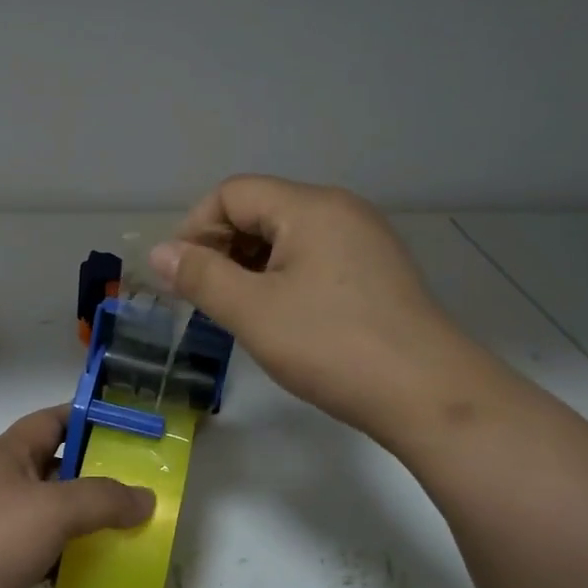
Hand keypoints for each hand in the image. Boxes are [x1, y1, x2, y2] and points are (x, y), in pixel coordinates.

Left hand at [0, 407, 154, 587]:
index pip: (51, 421)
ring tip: (134, 531)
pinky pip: (42, 559)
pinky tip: (100, 574)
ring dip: (87, 524)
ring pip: (51, 519)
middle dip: (97, 476)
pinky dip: (69, 563)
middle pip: (56, 471)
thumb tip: (146, 497)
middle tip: (144, 485)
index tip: (129, 424)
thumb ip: (102, 499)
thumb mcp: (51, 509)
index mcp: (6, 456)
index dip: (87, 416)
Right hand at [149, 175, 470, 435]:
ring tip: (237, 313)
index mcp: (310, 208)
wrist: (427, 394)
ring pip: (286, 238)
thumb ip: (200, 276)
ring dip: (249, 267)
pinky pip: (313, 259)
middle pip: (260, 211)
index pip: (232, 193)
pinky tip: (278, 318)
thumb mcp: (252, 312)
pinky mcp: (376, 272)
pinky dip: (282, 279)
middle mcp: (340, 211)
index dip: (196, 229)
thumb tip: (159, 253)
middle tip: (204, 299)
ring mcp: (364, 241)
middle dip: (221, 249)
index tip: (181, 277)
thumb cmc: (331, 346)